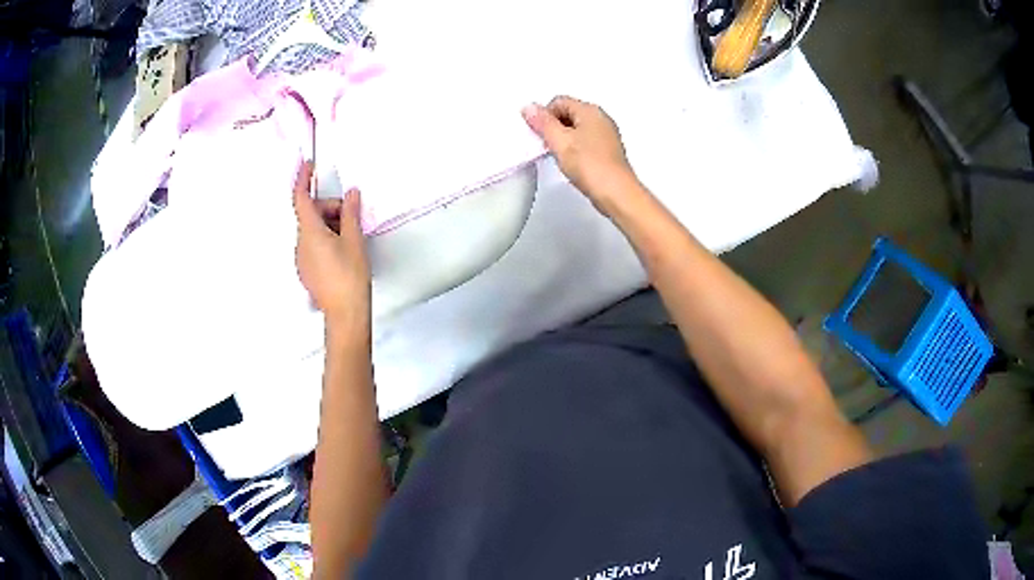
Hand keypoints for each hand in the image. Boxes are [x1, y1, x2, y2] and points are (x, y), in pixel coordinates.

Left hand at [293, 161, 370, 335]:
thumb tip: (350, 194)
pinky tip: (343, 252)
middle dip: (330, 209)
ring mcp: (301, 259)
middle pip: (311, 215)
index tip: (308, 165)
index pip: (301, 198)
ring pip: (313, 231)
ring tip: (351, 238)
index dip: (303, 179)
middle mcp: (300, 244)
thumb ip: (350, 213)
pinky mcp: (306, 270)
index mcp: (310, 232)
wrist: (345, 313)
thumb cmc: (350, 276)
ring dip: (330, 226)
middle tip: (352, 217)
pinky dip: (326, 240)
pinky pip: (313, 246)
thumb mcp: (354, 240)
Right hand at [522, 96, 641, 215]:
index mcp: (590, 110)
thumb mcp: (559, 141)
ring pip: (576, 129)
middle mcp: (601, 119)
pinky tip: (573, 164)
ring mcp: (606, 136)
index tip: (540, 133)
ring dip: (564, 140)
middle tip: (549, 145)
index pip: (559, 101)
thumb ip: (542, 122)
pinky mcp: (607, 152)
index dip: (544, 116)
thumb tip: (529, 107)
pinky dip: (575, 150)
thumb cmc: (593, 167)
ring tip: (561, 156)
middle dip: (554, 127)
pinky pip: (585, 143)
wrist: (616, 193)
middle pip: (568, 113)